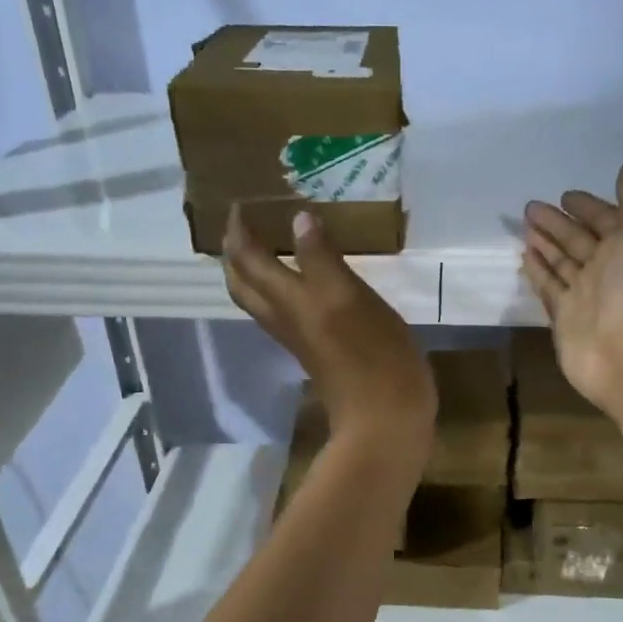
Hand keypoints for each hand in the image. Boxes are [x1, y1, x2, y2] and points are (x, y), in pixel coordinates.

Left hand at [224, 207, 436, 462]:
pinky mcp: (320, 351)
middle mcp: (286, 318)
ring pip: (263, 301)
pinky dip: (283, 290)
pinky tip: (305, 283)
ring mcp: (302, 338)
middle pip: (244, 285)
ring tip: (266, 247)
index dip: (239, 232)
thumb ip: (321, 258)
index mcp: (289, 300)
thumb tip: (299, 219)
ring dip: (255, 272)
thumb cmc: (373, 355)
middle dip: (237, 254)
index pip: (248, 260)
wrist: (385, 417)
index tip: (240, 204)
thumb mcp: (348, 297)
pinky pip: (287, 313)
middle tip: (244, 226)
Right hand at [522, 164, 622, 421]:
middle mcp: (610, 269)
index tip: (565, 195)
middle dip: (558, 223)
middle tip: (530, 206)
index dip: (588, 206)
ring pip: (561, 262)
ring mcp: (586, 295)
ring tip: (523, 226)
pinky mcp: (565, 317)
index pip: (606, 219)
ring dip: (545, 244)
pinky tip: (523, 257)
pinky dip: (538, 272)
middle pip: (579, 239)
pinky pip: (549, 287)